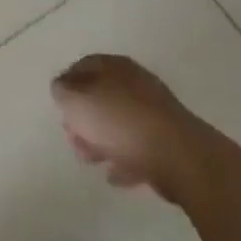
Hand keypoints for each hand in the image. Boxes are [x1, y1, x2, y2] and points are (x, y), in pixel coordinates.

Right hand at [52, 54, 215, 204]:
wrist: (179, 157)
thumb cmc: (120, 122)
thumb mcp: (76, 101)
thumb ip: (62, 92)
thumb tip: (63, 90)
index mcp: (113, 65)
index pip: (82, 67)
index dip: (66, 87)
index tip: (60, 110)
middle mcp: (135, 81)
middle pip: (101, 96)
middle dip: (84, 119)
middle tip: (74, 138)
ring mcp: (155, 111)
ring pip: (119, 122)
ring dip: (102, 141)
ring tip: (93, 161)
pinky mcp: (169, 140)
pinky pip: (139, 146)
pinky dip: (125, 158)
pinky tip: (116, 175)